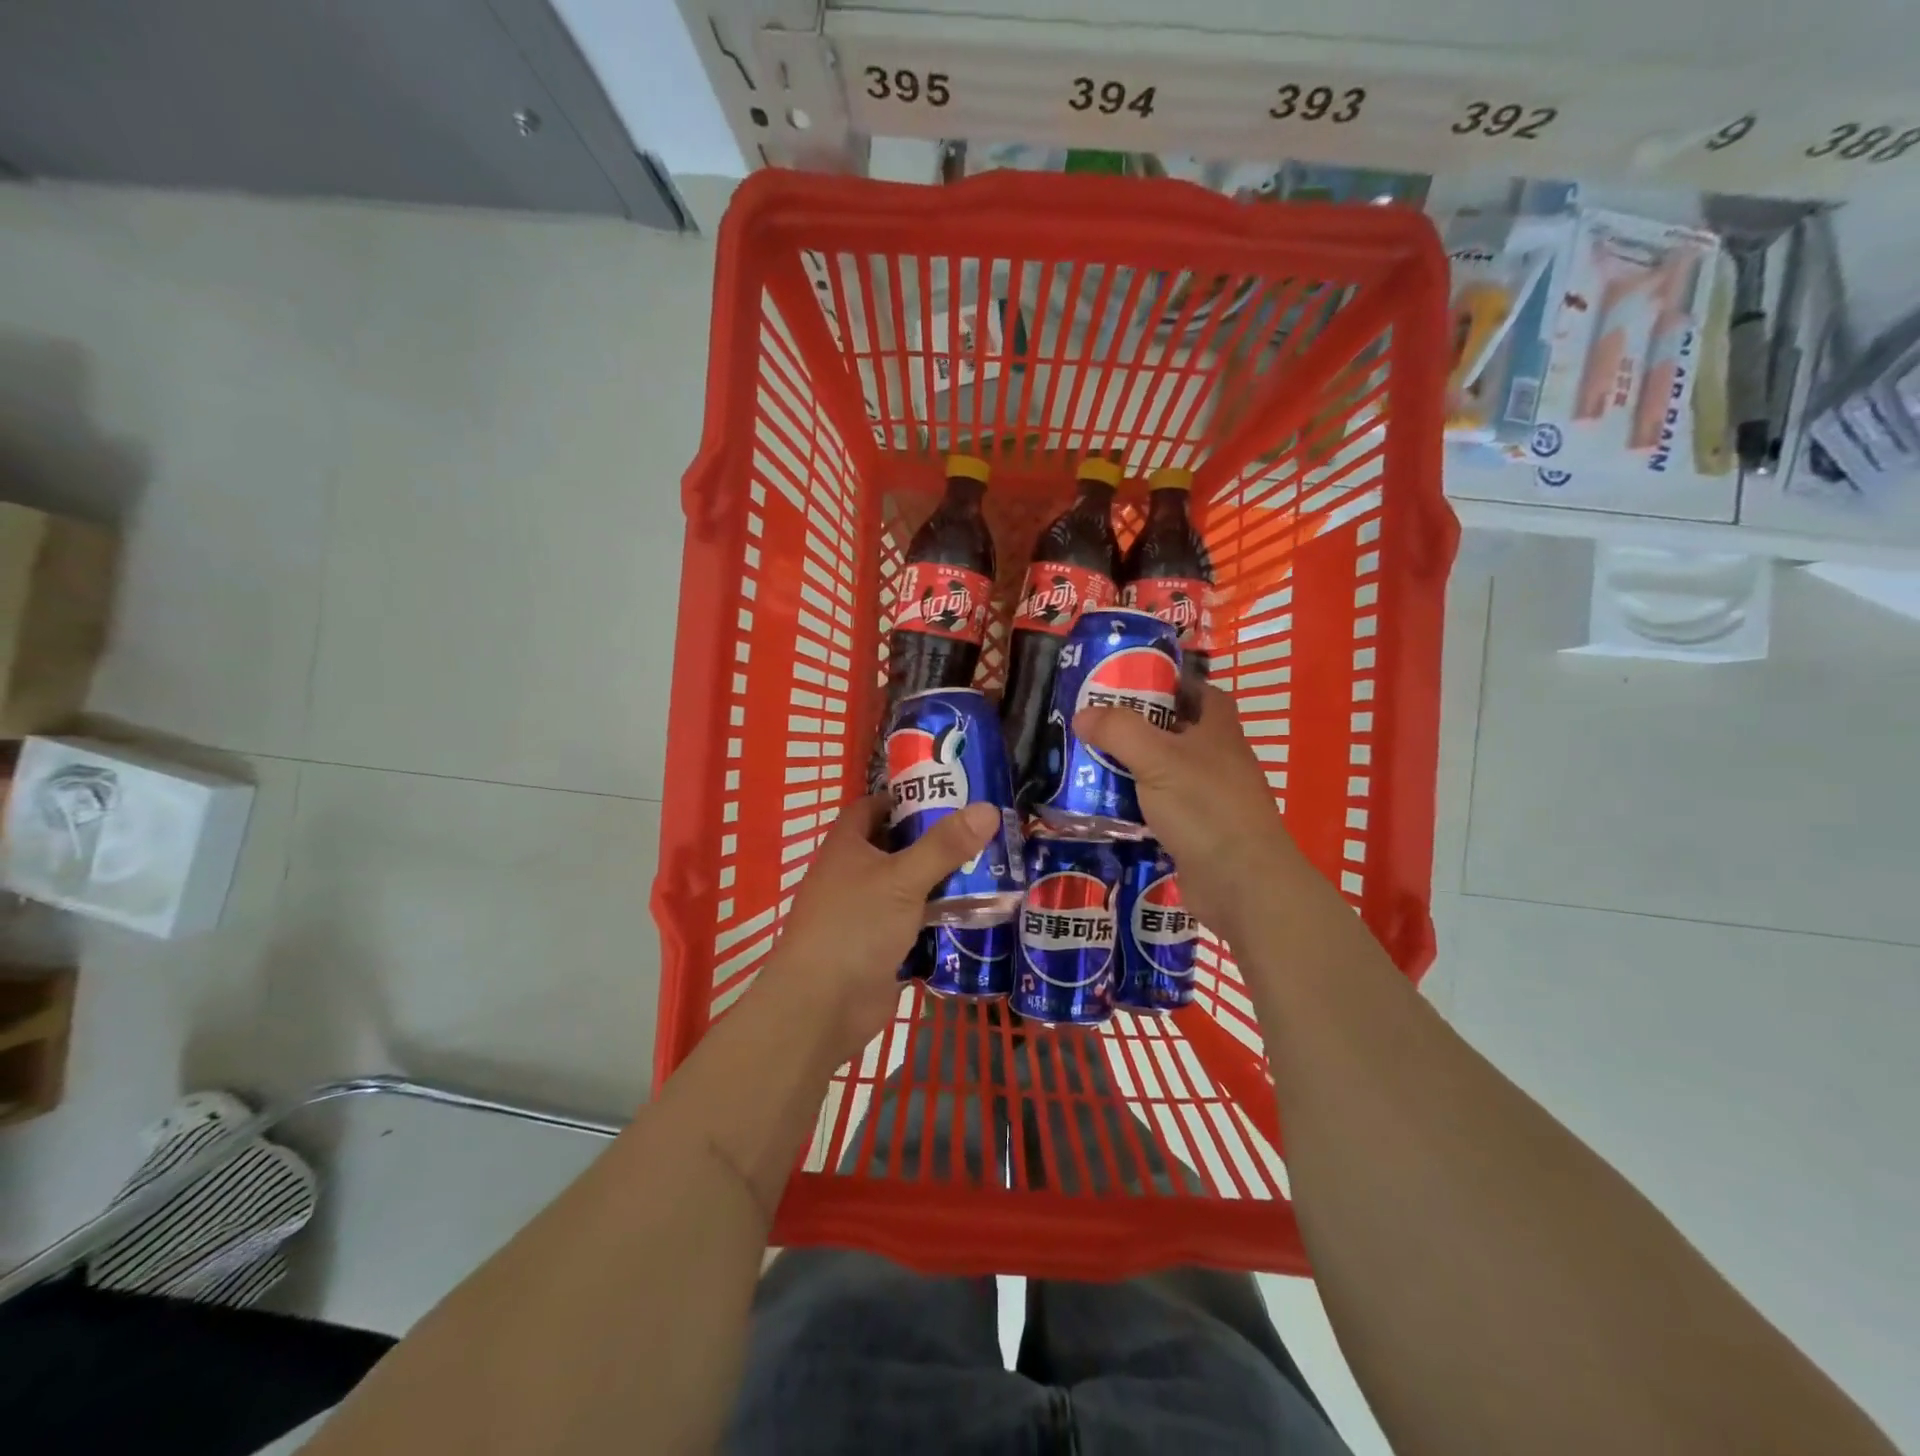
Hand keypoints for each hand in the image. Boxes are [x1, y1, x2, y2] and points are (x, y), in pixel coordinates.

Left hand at [757, 794, 998, 1063]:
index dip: (903, 797)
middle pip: (896, 846)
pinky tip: (977, 910)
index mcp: (847, 847)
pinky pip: (916, 921)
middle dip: (933, 838)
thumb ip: (944, 846)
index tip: (945, 793)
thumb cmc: (854, 927)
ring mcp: (867, 912)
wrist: (822, 1006)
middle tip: (981, 829)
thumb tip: (988, 808)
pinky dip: (940, 915)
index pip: (871, 807)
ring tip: (990, 865)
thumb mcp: (902, 878)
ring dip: (941, 878)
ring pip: (909, 885)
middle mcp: (853, 874)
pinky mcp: (881, 946)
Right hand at [1073, 684, 1304, 941]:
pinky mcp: (1197, 832)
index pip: (1202, 692)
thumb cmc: (1205, 808)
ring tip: (1090, 764)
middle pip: (1177, 732)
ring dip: (1133, 769)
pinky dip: (1137, 807)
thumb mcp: (1157, 759)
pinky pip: (1161, 809)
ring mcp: (1209, 799)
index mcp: (1218, 732)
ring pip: (1165, 773)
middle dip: (1139, 728)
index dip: (1172, 684)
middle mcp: (1218, 760)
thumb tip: (1082, 714)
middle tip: (1096, 725)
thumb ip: (1119, 731)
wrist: (1242, 883)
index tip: (1132, 684)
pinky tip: (1106, 808)